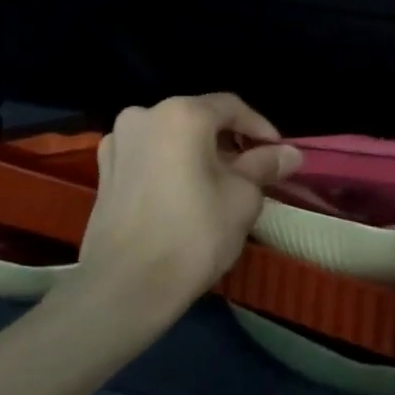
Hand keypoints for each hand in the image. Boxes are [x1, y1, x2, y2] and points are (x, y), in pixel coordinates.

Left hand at [70, 94, 299, 325]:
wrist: (124, 287)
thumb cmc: (193, 235)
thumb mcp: (242, 198)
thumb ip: (265, 166)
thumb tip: (290, 153)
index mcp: (181, 114)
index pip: (231, 107)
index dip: (260, 128)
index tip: (278, 153)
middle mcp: (144, 115)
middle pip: (198, 119)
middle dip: (227, 142)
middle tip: (251, 171)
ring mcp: (118, 143)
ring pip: (170, 138)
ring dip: (197, 154)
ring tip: (217, 185)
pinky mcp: (104, 172)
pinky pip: (148, 157)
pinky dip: (169, 166)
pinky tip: (182, 195)